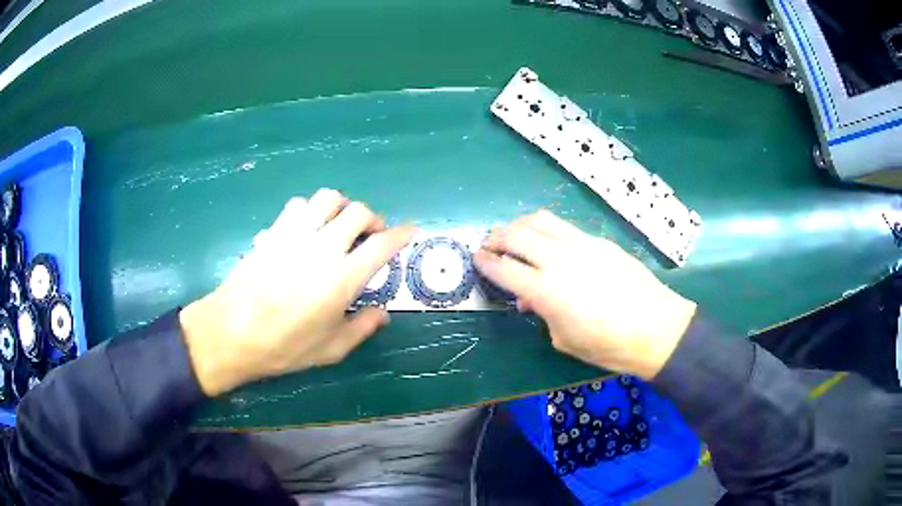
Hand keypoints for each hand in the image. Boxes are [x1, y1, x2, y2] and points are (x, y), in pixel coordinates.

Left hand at [179, 189, 414, 396]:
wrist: (231, 332)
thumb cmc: (283, 346)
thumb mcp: (330, 349)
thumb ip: (361, 327)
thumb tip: (382, 313)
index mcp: (342, 278)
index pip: (382, 245)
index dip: (401, 234)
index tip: (410, 230)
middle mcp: (322, 247)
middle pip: (358, 212)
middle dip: (372, 219)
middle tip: (371, 236)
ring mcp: (295, 234)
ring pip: (327, 199)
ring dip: (341, 208)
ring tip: (339, 226)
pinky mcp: (273, 231)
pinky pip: (298, 205)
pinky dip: (311, 211)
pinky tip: (307, 229)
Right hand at [474, 210, 695, 379]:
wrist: (656, 328)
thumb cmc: (607, 345)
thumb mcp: (563, 339)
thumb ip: (542, 313)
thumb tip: (530, 297)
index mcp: (546, 290)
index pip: (504, 267)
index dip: (485, 261)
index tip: (476, 258)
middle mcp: (559, 259)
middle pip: (517, 233)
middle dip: (496, 236)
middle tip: (490, 245)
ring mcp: (582, 245)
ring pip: (541, 220)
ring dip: (520, 225)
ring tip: (516, 237)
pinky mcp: (600, 241)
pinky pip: (565, 228)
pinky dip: (548, 232)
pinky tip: (551, 247)